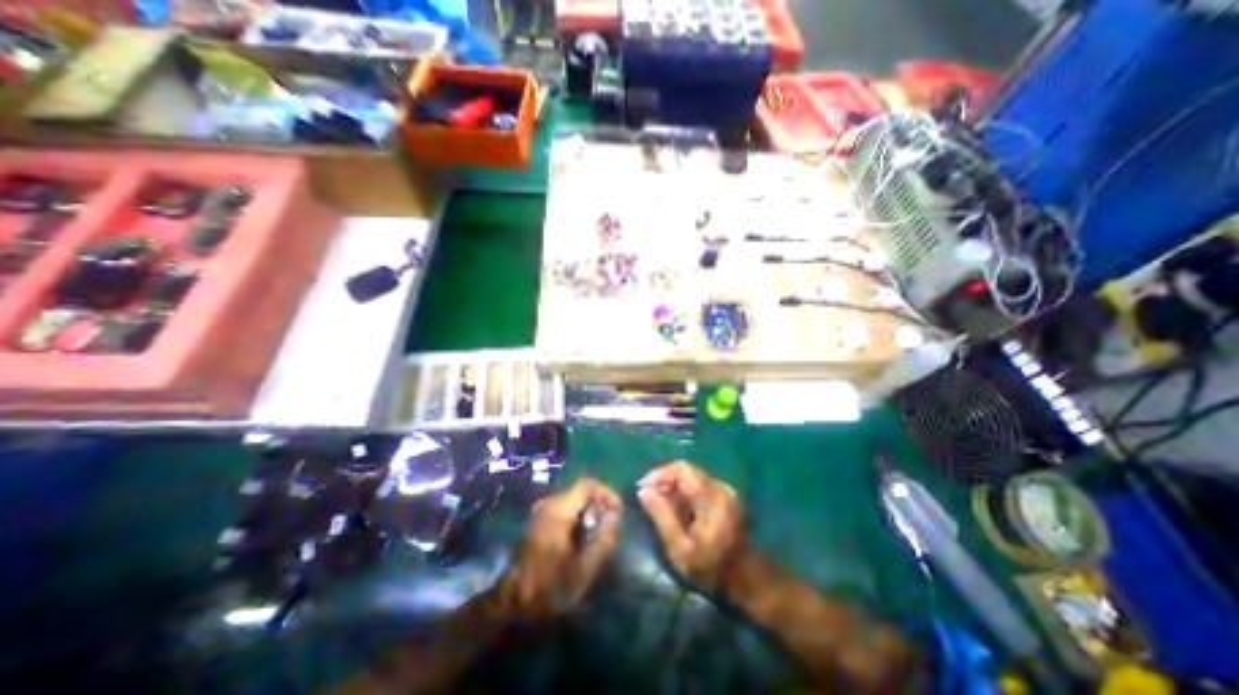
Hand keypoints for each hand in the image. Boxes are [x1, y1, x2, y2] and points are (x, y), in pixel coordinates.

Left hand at [496, 477, 623, 619]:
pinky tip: (582, 536)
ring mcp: (540, 511)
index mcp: (558, 510)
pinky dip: (577, 515)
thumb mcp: (584, 569)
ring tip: (599, 532)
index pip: (587, 485)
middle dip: (598, 503)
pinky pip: (563, 508)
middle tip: (610, 524)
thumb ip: (603, 539)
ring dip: (588, 510)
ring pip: (572, 499)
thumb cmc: (550, 588)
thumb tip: (614, 516)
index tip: (618, 511)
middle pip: (579, 491)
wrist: (512, 606)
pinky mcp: (537, 521)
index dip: (607, 493)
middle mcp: (547, 504)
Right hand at [638, 464, 744, 593]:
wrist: (747, 581)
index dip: (659, 474)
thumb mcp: (680, 549)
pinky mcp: (725, 496)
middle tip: (648, 496)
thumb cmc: (711, 569)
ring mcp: (724, 491)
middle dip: (664, 480)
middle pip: (686, 470)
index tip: (643, 488)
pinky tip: (674, 507)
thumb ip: (661, 516)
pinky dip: (683, 491)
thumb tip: (643, 491)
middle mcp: (719, 488)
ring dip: (672, 485)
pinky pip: (699, 484)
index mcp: (710, 498)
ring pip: (691, 476)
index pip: (681, 469)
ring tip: (658, 503)